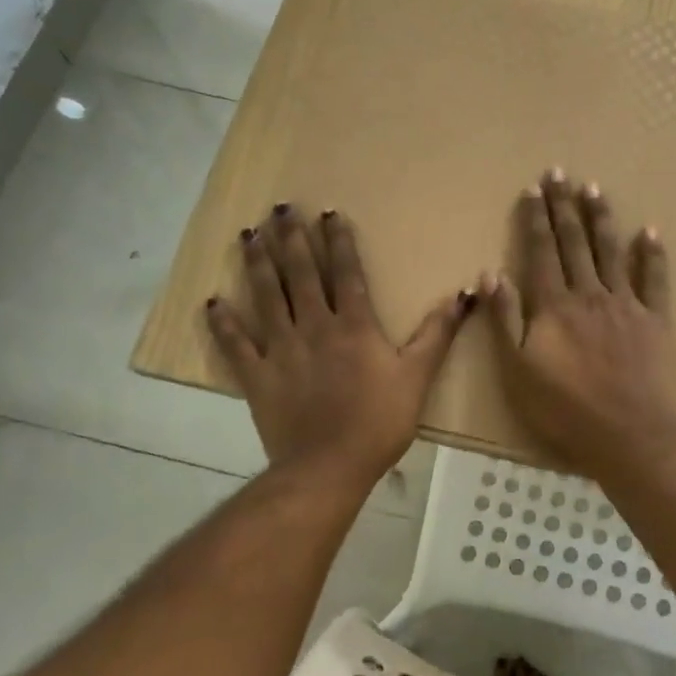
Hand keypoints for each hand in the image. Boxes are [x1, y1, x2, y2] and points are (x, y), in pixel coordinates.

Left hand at [206, 205, 471, 487]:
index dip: (338, 240)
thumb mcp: (417, 376)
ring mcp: (280, 349)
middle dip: (292, 239)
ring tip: (249, 234)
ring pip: (266, 297)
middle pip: (300, 274)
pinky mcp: (256, 375)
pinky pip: (235, 344)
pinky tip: (212, 301)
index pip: (345, 272)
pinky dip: (223, 323)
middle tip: (280, 209)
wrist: (329, 466)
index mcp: (353, 325)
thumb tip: (463, 295)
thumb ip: (437, 333)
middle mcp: (314, 326)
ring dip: (257, 264)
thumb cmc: (379, 421)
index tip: (328, 212)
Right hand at [481, 169, 675, 479]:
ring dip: (601, 218)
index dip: (536, 218)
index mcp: (553, 305)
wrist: (627, 433)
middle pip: (575, 242)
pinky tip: (649, 231)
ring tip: (594, 189)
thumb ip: (504, 319)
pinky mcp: (656, 321)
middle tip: (560, 172)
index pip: (541, 251)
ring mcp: (626, 304)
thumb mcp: (517, 369)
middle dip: (565, 206)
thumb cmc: (564, 407)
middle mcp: (589, 294)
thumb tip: (490, 273)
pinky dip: (652, 254)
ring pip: (611, 252)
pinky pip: (654, 280)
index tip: (533, 188)